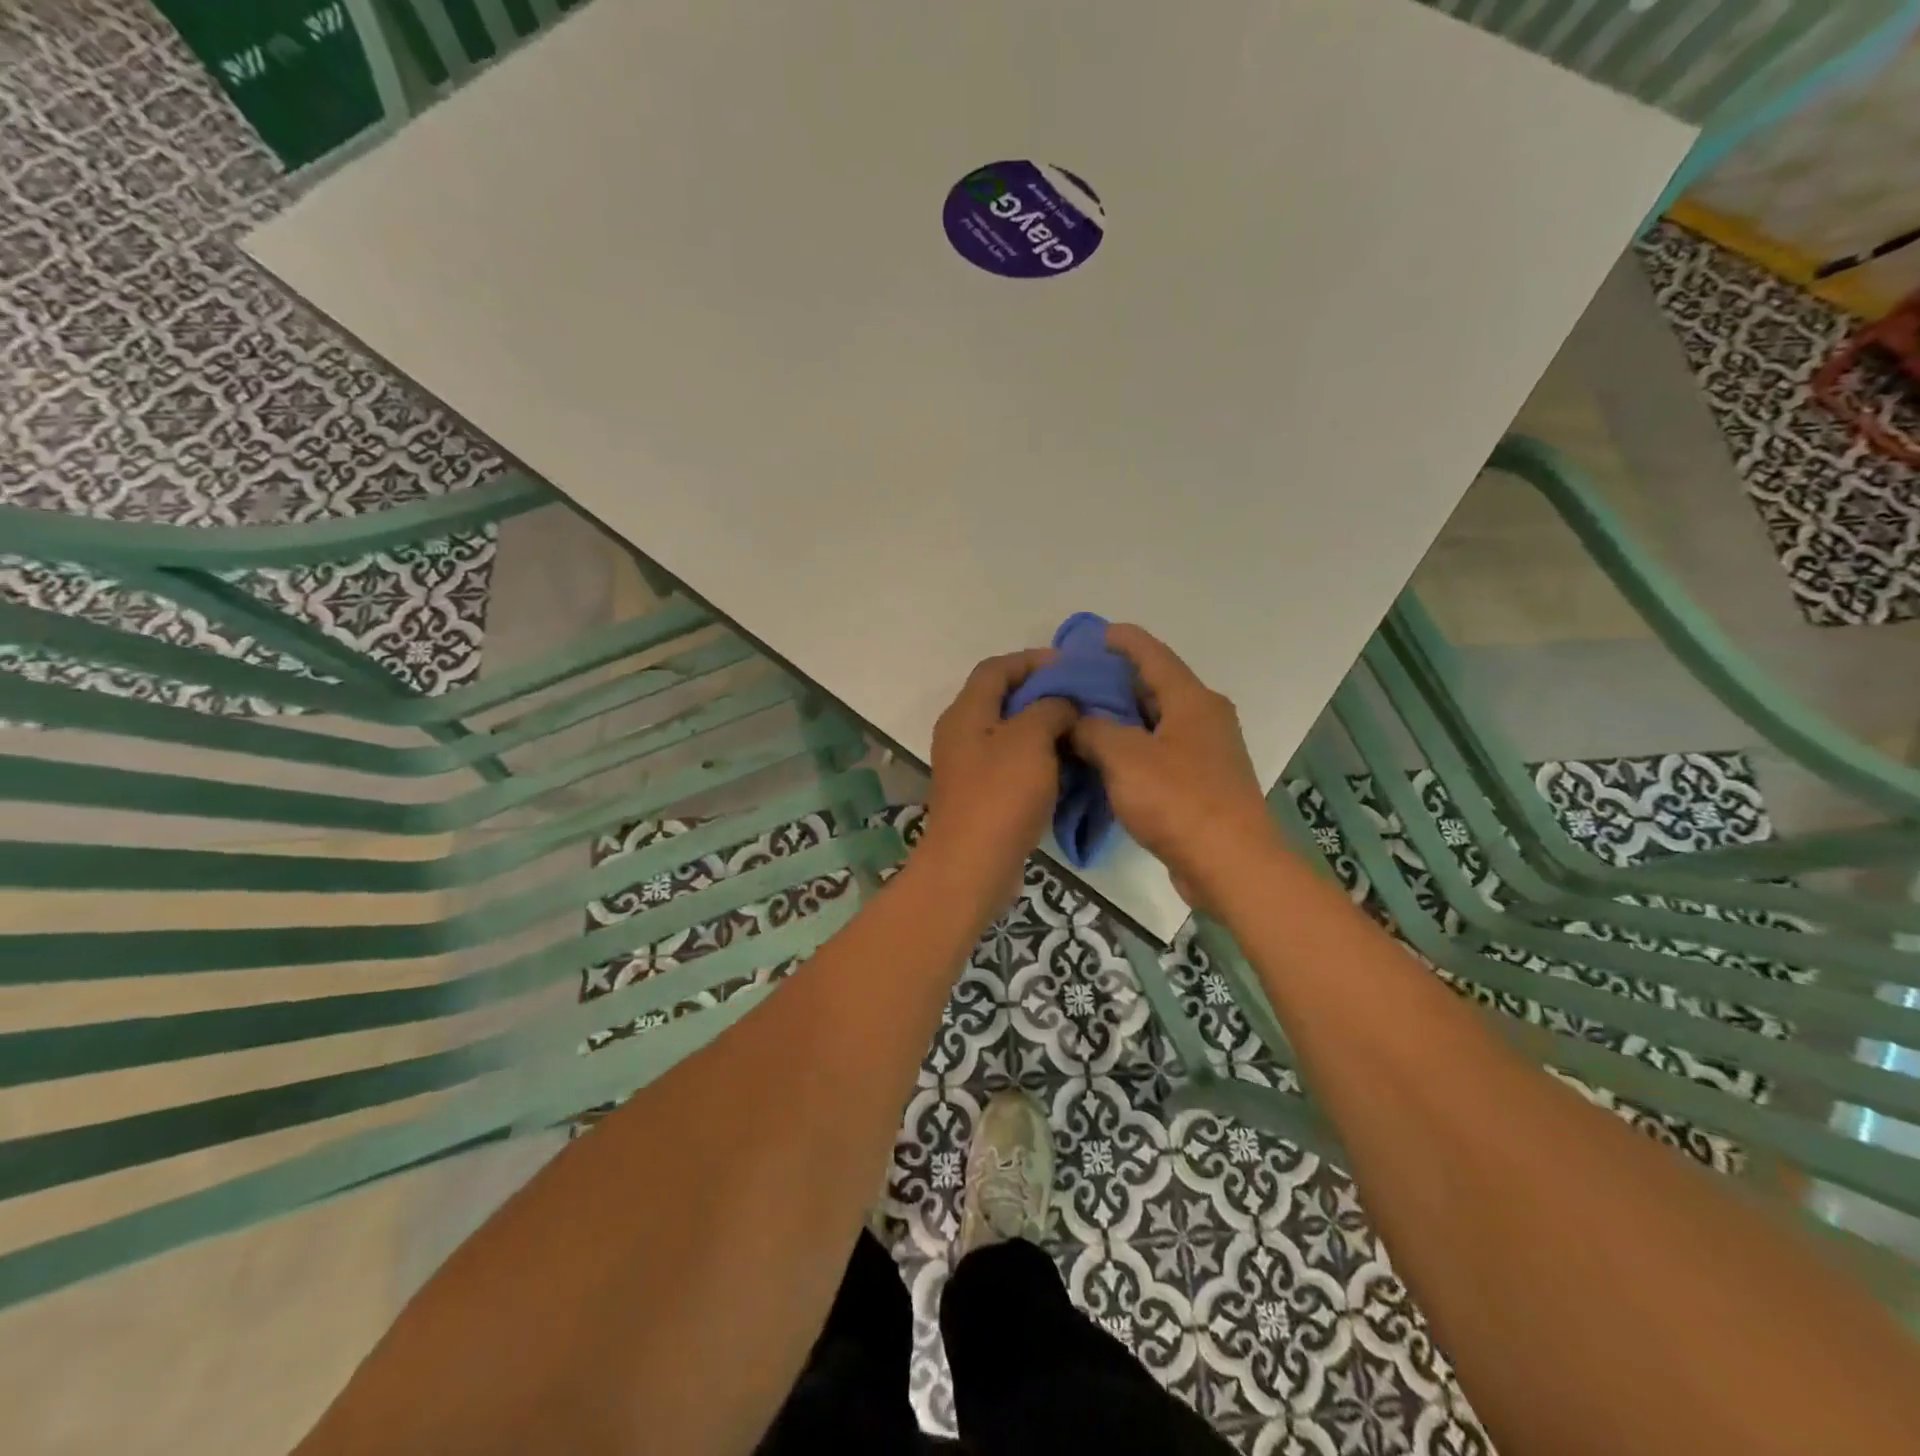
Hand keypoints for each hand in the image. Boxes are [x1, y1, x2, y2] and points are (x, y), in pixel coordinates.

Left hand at [923, 650, 1076, 903]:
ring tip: (1079, 729)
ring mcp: (968, 767)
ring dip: (1042, 727)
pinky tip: (1065, 765)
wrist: (972, 865)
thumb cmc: (1000, 795)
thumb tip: (1061, 703)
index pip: (996, 668)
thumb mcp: (1030, 739)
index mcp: (966, 712)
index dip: (1032, 660)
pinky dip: (1037, 757)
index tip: (1070, 666)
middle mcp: (961, 733)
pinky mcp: (980, 795)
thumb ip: (1049, 708)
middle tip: (1080, 698)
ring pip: (1008, 733)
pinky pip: (1011, 763)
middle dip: (1041, 693)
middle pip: (1001, 699)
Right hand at [1068, 624, 1280, 905]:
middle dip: (1112, 681)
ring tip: (1077, 719)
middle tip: (1069, 683)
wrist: (1230, 864)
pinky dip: (1130, 749)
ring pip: (1155, 722)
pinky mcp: (1200, 784)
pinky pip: (1158, 752)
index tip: (1086, 635)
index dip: (1119, 640)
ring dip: (1119, 719)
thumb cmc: (1178, 800)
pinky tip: (1100, 759)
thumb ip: (1091, 729)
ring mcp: (1205, 752)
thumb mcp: (1123, 757)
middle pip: (1153, 686)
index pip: (1151, 653)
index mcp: (1192, 699)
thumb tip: (1072, 719)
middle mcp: (1204, 717)